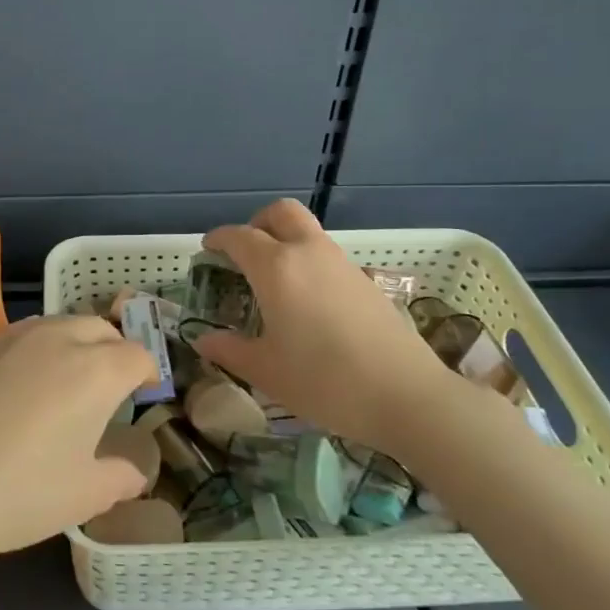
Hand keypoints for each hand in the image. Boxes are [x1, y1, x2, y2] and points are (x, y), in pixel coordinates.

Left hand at [0, 316, 155, 569]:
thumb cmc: (20, 492)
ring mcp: (16, 337)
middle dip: (113, 350)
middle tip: (110, 388)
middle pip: (100, 328)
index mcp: (97, 369)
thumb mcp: (82, 496)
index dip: (147, 372)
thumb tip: (135, 472)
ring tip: (68, 382)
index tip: (144, 393)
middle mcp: (60, 338)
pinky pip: (25, 335)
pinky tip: (24, 386)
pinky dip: (40, 348)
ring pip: (61, 324)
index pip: (137, 355)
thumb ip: (118, 477)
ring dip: (76, 343)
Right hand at [194, 199, 461, 459]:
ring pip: (307, 231)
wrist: (406, 396)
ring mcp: (341, 263)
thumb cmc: (324, 380)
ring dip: (285, 240)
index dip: (218, 239)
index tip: (207, 250)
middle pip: (280, 213)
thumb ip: (230, 350)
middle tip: (244, 253)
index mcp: (276, 267)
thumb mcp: (266, 371)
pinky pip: (326, 254)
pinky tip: (306, 302)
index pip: (239, 237)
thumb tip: (203, 339)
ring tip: (273, 281)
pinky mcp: (365, 281)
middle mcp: (308, 253)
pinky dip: (308, 261)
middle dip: (257, 223)